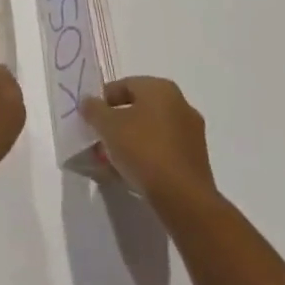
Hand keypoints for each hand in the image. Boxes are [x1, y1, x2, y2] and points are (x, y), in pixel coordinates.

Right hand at [81, 76, 217, 211]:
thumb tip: (89, 103)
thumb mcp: (108, 126)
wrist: (184, 199)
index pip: (123, 85)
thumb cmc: (143, 150)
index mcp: (161, 88)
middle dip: (115, 124)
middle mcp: (180, 105)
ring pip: (149, 132)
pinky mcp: (195, 161)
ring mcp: (191, 134)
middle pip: (137, 109)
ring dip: (129, 142)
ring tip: (109, 161)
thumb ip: (94, 109)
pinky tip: (128, 174)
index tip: (90, 119)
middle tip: (98, 140)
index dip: (102, 101)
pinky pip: (162, 151)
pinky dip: (145, 157)